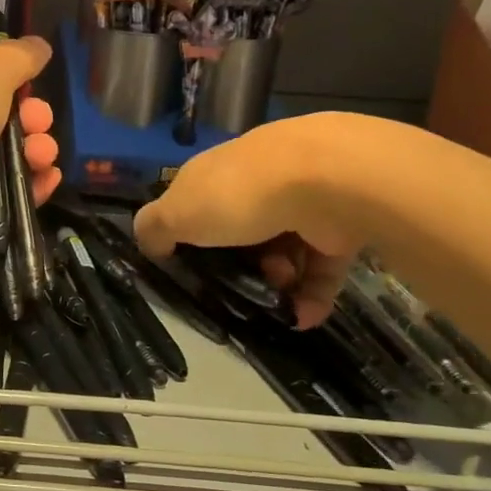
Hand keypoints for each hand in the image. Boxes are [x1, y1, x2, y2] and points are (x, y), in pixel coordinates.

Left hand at [0, 39, 60, 277]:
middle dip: (27, 117)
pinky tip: (47, 180)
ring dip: (33, 151)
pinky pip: (1, 192)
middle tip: (40, 122)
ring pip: (0, 155)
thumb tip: (40, 46)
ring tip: (43, 156)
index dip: (0, 78)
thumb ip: (17, 58)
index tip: (28, 84)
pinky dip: (28, 186)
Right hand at [132, 114, 362, 328]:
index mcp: (215, 173)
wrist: (327, 181)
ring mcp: (302, 201)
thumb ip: (154, 229)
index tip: (190, 265)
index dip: (190, 232)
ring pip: (283, 250)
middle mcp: (257, 182)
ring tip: (276, 298)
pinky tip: (303, 317)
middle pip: (241, 229)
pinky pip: (322, 266)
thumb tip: (149, 244)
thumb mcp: (176, 213)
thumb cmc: (238, 196)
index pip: (197, 200)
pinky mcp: (340, 225)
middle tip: (236, 284)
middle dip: (238, 264)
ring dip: (276, 282)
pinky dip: (313, 294)